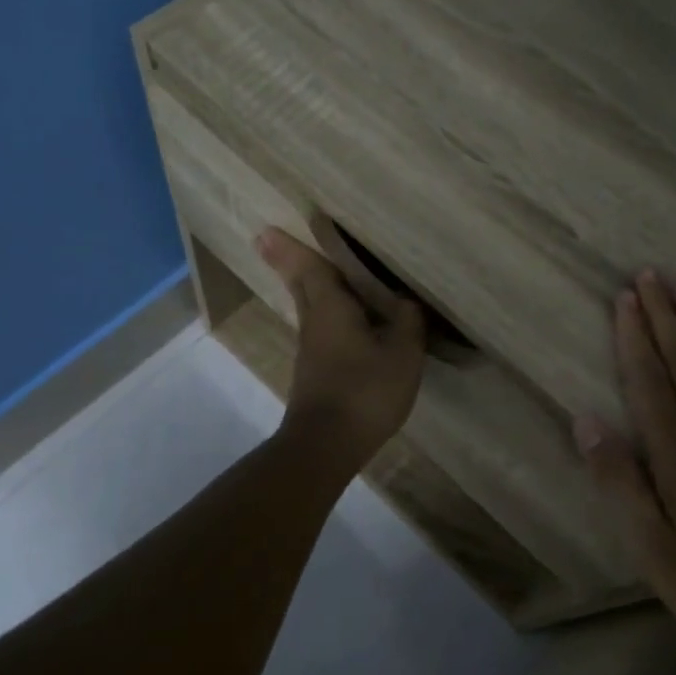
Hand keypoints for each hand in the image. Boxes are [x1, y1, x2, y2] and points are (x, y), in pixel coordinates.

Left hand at [257, 228, 424, 465]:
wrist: (327, 444)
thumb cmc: (365, 390)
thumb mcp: (402, 353)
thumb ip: (408, 321)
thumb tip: (407, 300)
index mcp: (331, 307)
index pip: (311, 267)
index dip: (293, 247)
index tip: (267, 230)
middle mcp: (314, 322)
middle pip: (300, 285)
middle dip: (287, 262)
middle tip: (269, 240)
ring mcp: (311, 350)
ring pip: (309, 307)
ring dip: (306, 286)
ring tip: (315, 272)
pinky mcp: (315, 372)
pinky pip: (321, 329)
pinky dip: (326, 314)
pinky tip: (343, 321)